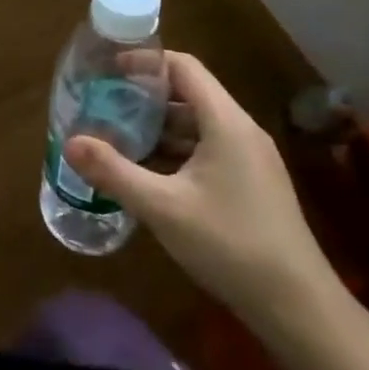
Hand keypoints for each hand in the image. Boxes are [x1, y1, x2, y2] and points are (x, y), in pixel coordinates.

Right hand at [67, 52, 338, 333]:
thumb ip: (114, 171)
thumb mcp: (162, 208)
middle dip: (146, 96)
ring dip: (160, 126)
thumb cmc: (230, 245)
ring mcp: (251, 159)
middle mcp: (242, 131)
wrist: (299, 308)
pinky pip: (208, 149)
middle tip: (105, 104)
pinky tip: (150, 172)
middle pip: (189, 93)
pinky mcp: (253, 184)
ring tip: (118, 135)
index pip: (184, 67)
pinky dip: (177, 150)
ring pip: (198, 124)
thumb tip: (69, 142)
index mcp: (226, 122)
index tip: (109, 70)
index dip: (146, 61)